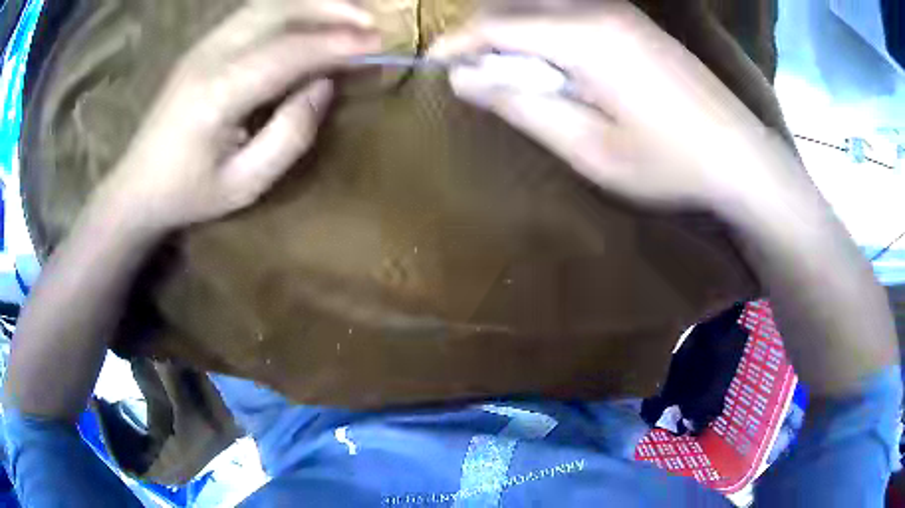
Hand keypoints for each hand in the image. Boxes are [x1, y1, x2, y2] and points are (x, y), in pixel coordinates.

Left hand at [101, 0, 379, 232]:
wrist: (136, 185)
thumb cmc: (187, 195)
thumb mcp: (244, 185)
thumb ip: (289, 135)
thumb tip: (324, 86)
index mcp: (216, 94)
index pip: (288, 52)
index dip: (337, 44)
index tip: (380, 45)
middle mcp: (209, 56)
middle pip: (278, 10)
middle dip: (331, 10)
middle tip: (373, 24)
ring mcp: (203, 45)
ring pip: (267, 4)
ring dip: (313, 4)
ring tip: (350, 16)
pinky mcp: (203, 45)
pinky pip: (254, 13)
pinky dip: (291, 9)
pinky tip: (311, 20)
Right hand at [431, 2, 800, 212]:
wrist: (740, 156)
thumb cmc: (668, 162)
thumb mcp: (589, 146)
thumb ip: (523, 105)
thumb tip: (466, 78)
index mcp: (583, 35)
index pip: (496, 24)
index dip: (457, 43)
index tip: (433, 66)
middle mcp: (597, 9)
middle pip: (515, 7)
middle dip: (483, 36)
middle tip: (474, 76)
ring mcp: (620, 11)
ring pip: (541, 8)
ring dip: (514, 33)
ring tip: (509, 73)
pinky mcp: (634, 22)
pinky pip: (569, 13)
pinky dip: (545, 33)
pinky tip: (553, 65)